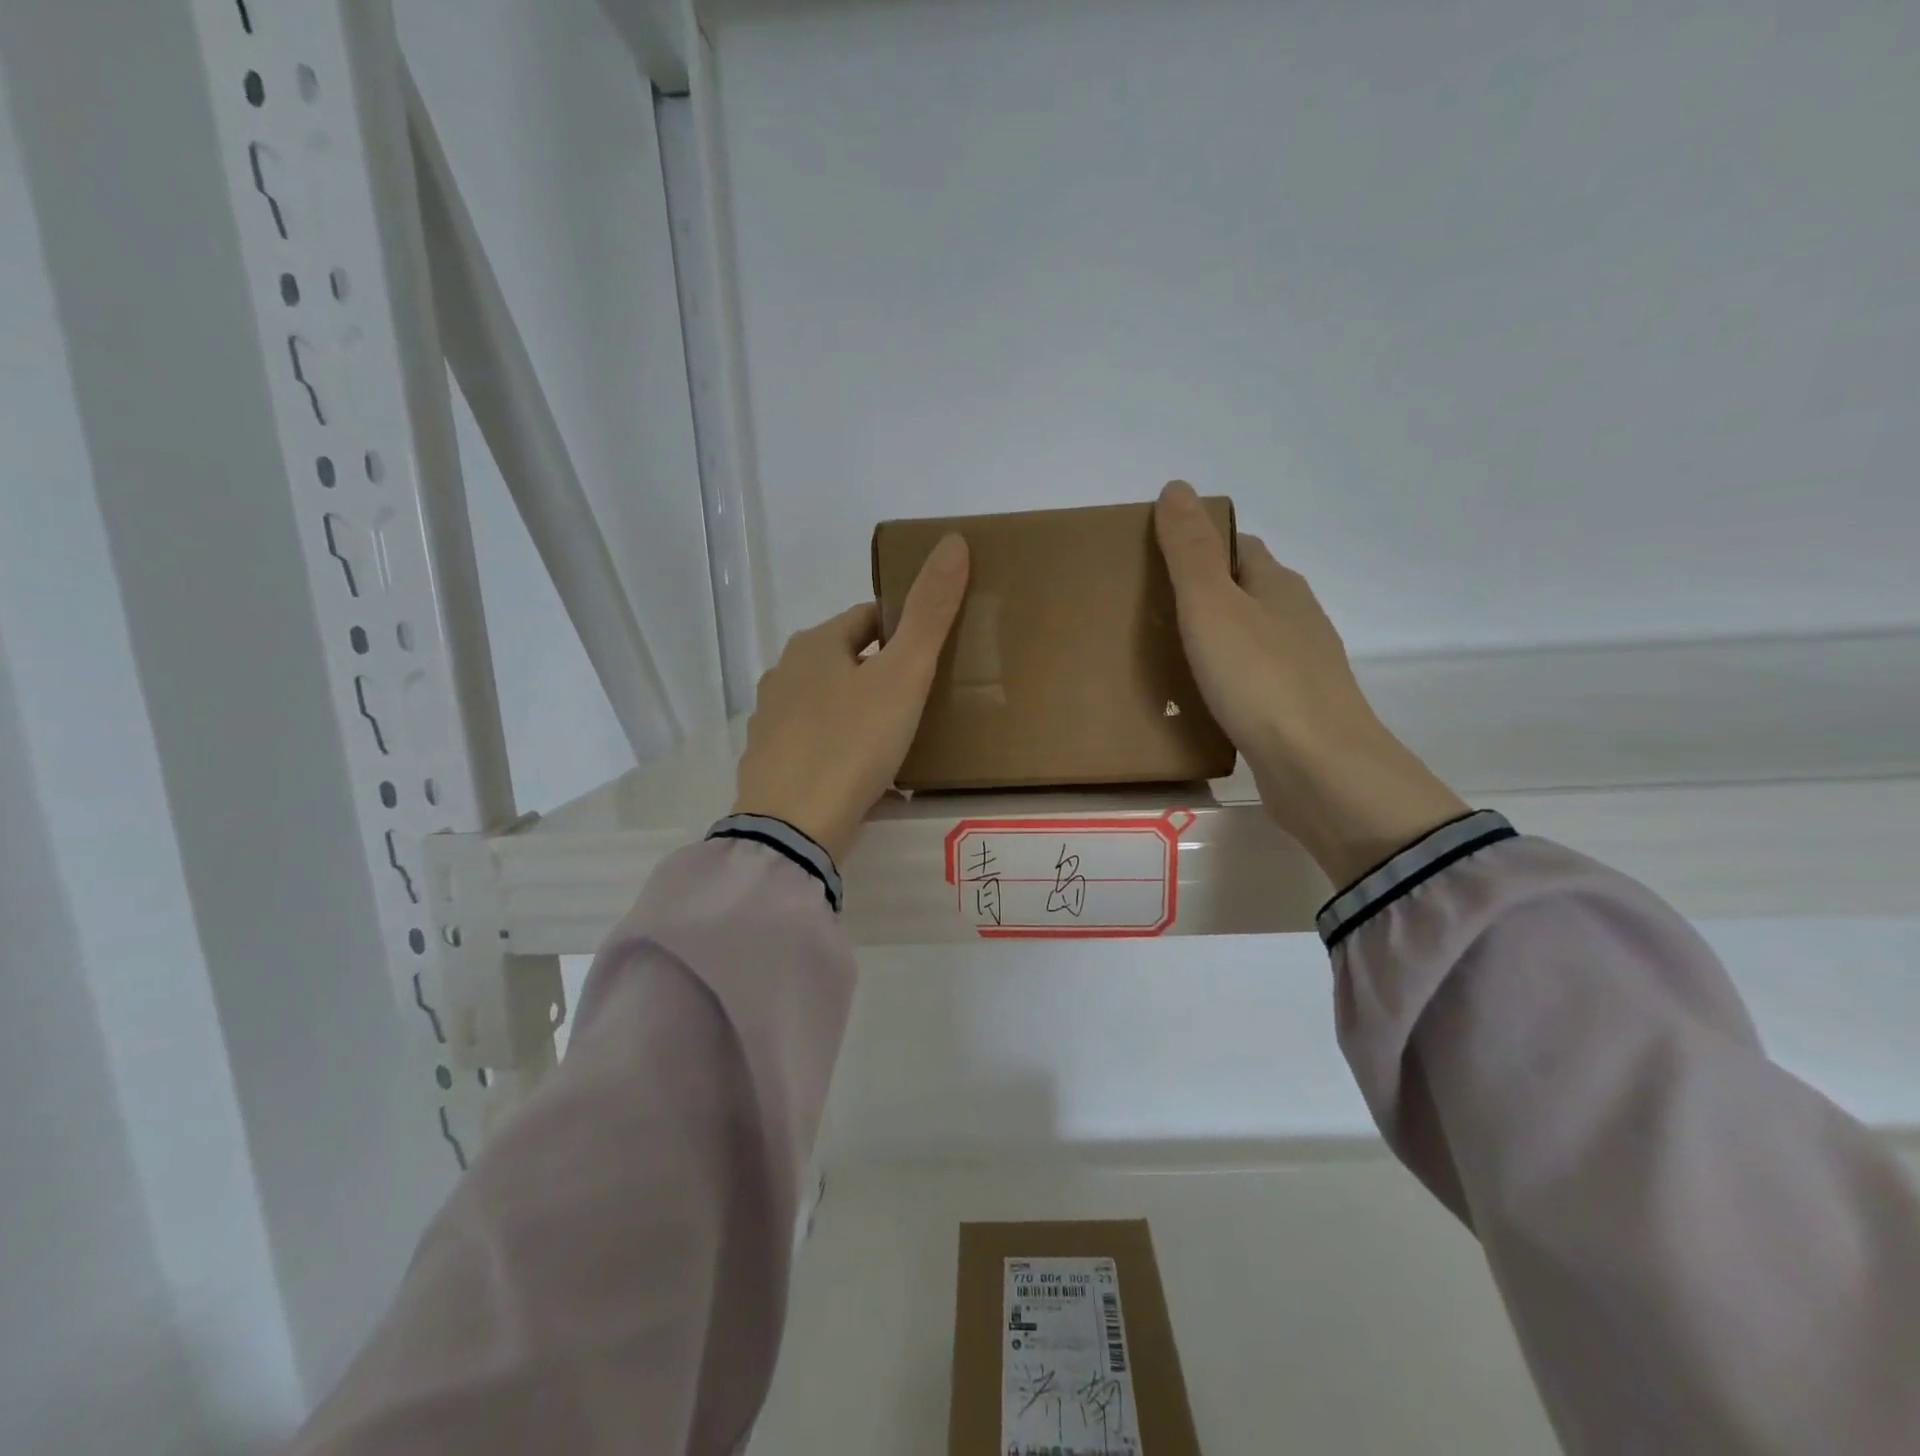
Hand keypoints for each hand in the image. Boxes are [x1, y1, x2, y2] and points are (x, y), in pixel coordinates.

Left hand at [732, 535, 969, 863]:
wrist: (794, 828)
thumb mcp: (903, 675)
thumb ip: (929, 613)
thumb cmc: (852, 742)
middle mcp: (784, 674)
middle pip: (846, 659)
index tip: (933, 654)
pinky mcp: (769, 763)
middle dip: (882, 671)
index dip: (903, 629)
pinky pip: (816, 741)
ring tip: (897, 736)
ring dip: (860, 709)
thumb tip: (953, 540)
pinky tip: (862, 770)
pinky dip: (840, 745)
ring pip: (828, 701)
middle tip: (923, 698)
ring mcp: (771, 721)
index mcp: (814, 644)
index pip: (867, 618)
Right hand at [1154, 480, 1467, 887]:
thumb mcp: (1212, 606)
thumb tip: (1177, 487)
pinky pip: (1253, 681)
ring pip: (1251, 638)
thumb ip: (1190, 551)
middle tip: (1149, 608)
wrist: (1319, 769)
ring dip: (1216, 638)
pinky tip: (1201, 699)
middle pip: (1246, 591)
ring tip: (1166, 654)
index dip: (1201, 544)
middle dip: (1204, 592)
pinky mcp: (1296, 712)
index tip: (1155, 557)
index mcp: (1277, 585)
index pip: (1238, 546)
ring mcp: (1301, 668)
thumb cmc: (1260, 679)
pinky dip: (1226, 680)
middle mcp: (1296, 619)